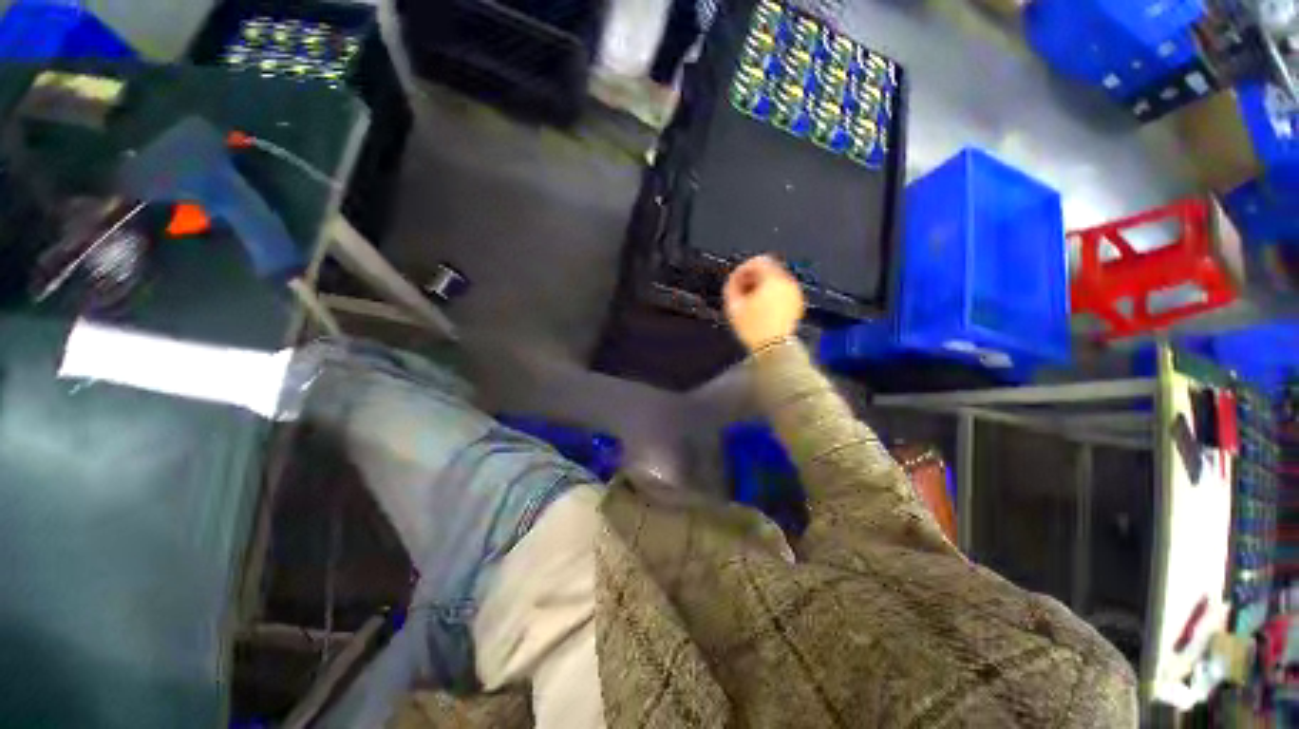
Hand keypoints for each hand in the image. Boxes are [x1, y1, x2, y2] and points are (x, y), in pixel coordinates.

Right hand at [723, 255, 805, 351]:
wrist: (773, 347)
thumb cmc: (756, 329)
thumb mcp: (734, 305)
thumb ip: (732, 284)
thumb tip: (734, 277)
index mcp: (773, 280)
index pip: (758, 261)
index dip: (744, 268)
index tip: (737, 278)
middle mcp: (787, 283)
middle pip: (768, 269)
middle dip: (753, 277)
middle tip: (742, 290)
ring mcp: (794, 292)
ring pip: (775, 280)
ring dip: (762, 286)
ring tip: (751, 301)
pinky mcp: (797, 302)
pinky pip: (782, 291)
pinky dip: (772, 294)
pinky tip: (761, 307)